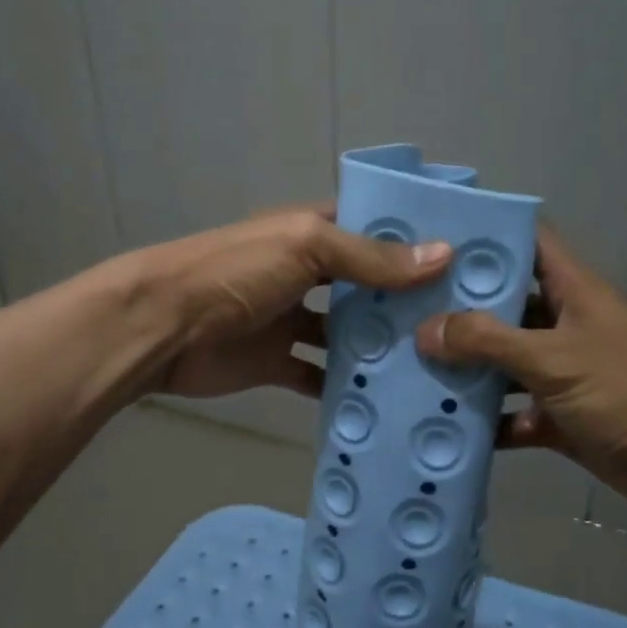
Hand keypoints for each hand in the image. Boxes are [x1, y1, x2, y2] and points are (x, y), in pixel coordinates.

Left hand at [140, 205, 450, 400]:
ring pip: (345, 332)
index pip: (369, 229)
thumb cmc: (234, 273)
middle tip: (461, 318)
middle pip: (362, 284)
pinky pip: (318, 374)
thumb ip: (369, 258)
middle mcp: (304, 273)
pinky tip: (385, 399)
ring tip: (434, 361)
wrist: (162, 327)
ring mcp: (290, 319)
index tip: (464, 257)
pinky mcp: (276, 362)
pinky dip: (344, 385)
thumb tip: (444, 256)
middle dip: (403, 298)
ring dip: (379, 345)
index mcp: (309, 233)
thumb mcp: (305, 249)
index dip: (410, 239)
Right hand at [415, 227, 626, 515]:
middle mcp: (567, 325)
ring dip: (467, 369)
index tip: (433, 237)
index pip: (530, 243)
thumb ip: (488, 341)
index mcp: (575, 291)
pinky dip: (487, 421)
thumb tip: (426, 330)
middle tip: (401, 310)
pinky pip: (514, 412)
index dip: (488, 235)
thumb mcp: (553, 359)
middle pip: (507, 306)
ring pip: (505, 363)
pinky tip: (444, 425)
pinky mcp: (562, 417)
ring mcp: (564, 373)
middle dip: (459, 310)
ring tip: (408, 366)